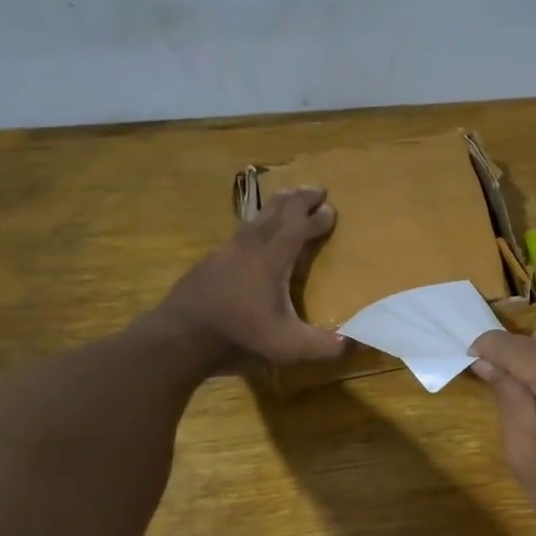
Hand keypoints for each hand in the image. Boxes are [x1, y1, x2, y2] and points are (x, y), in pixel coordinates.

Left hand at [156, 188, 346, 365]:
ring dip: (274, 209)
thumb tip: (356, 342)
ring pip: (253, 220)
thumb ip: (325, 345)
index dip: (315, 216)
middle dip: (297, 200)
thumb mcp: (290, 346)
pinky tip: (252, 241)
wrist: (179, 338)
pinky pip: (238, 237)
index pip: (298, 226)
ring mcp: (225, 253)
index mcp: (272, 259)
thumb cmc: (238, 336)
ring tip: (285, 203)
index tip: (331, 208)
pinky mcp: (208, 265)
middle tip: (314, 189)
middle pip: (275, 212)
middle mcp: (249, 247)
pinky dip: (253, 229)